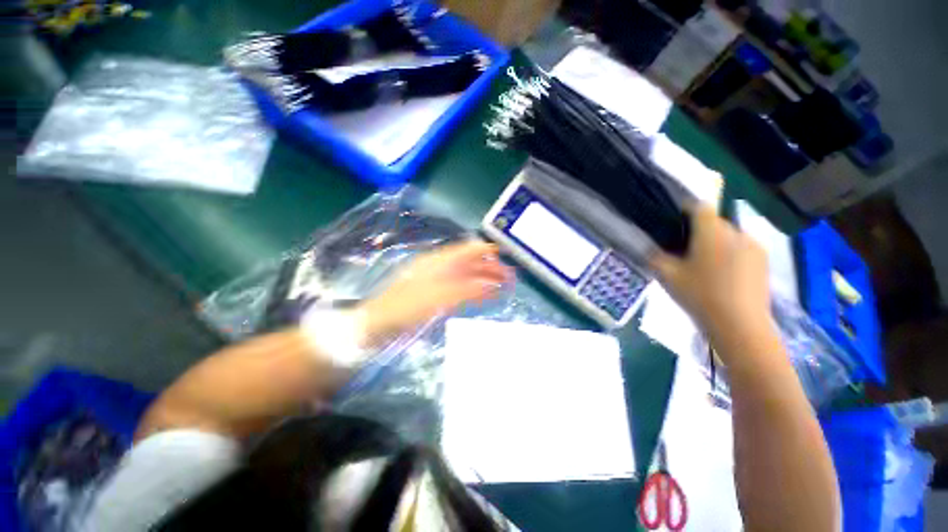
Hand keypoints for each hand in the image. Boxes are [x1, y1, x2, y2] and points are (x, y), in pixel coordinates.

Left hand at [359, 241, 512, 342]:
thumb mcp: (438, 297)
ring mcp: (438, 280)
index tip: (505, 256)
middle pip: (470, 263)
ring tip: (503, 288)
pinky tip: (484, 297)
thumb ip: (467, 290)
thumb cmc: (406, 307)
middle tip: (510, 279)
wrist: (379, 323)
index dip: (487, 250)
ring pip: (467, 276)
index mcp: (439, 261)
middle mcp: (440, 267)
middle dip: (491, 268)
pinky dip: (475, 291)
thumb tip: (492, 285)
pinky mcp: (437, 294)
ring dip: (485, 280)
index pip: (468, 250)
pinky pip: (461, 289)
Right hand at [650, 205, 772, 350]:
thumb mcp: (667, 275)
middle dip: (699, 232)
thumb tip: (651, 248)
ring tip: (705, 266)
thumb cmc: (700, 295)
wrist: (740, 325)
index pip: (699, 207)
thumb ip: (655, 256)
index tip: (674, 225)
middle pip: (714, 222)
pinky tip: (723, 276)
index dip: (685, 211)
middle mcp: (736, 232)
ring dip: (716, 243)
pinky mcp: (763, 261)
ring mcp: (754, 246)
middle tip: (685, 253)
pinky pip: (742, 248)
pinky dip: (730, 254)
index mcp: (711, 232)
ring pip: (729, 235)